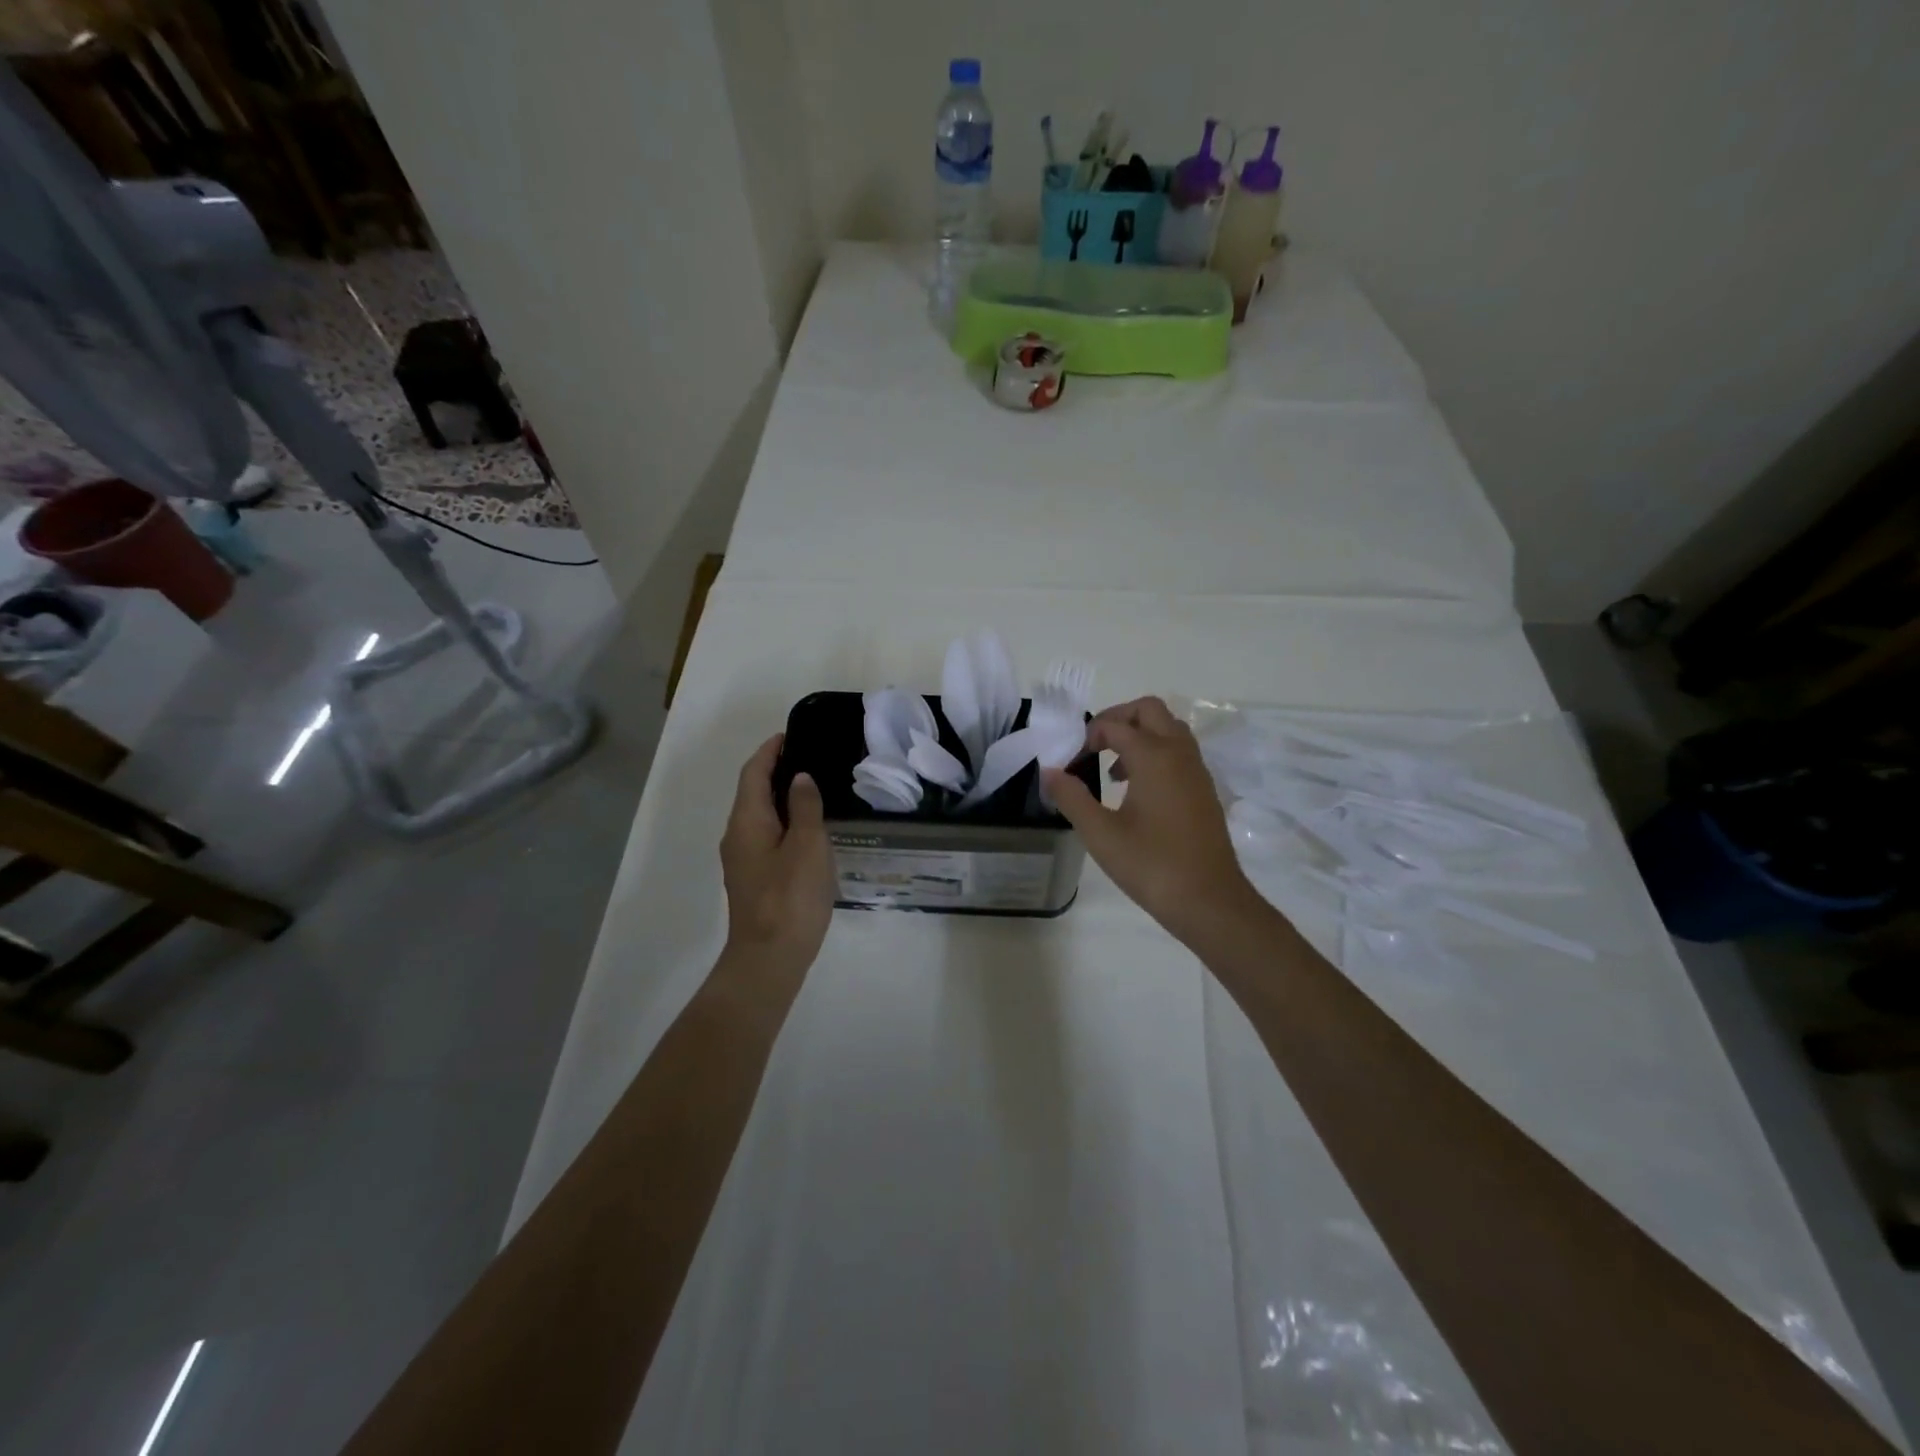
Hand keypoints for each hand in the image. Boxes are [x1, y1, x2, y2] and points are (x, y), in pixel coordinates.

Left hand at [720, 735, 835, 977]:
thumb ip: (805, 807)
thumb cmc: (790, 898)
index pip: (753, 773)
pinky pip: (766, 837)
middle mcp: (737, 836)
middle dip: (775, 771)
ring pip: (759, 816)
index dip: (769, 751)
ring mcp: (742, 860)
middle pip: (752, 792)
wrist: (769, 959)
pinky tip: (808, 831)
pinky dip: (783, 822)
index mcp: (747, 821)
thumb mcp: (807, 846)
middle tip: (810, 759)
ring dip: (780, 798)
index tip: (791, 735)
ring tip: (814, 790)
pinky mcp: (753, 880)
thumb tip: (799, 778)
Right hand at [1042, 697, 1263, 946]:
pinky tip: (1136, 792)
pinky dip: (1156, 754)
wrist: (1210, 901)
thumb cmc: (1152, 865)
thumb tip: (1050, 771)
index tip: (1070, 763)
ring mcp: (1197, 771)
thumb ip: (1072, 798)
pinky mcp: (1204, 790)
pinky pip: (1179, 752)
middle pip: (1149, 710)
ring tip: (1112, 770)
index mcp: (1154, 757)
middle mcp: (1179, 753)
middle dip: (1118, 719)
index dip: (1087, 737)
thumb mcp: (1100, 834)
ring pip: (1168, 729)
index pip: (1115, 725)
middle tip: (1093, 745)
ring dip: (1139, 736)